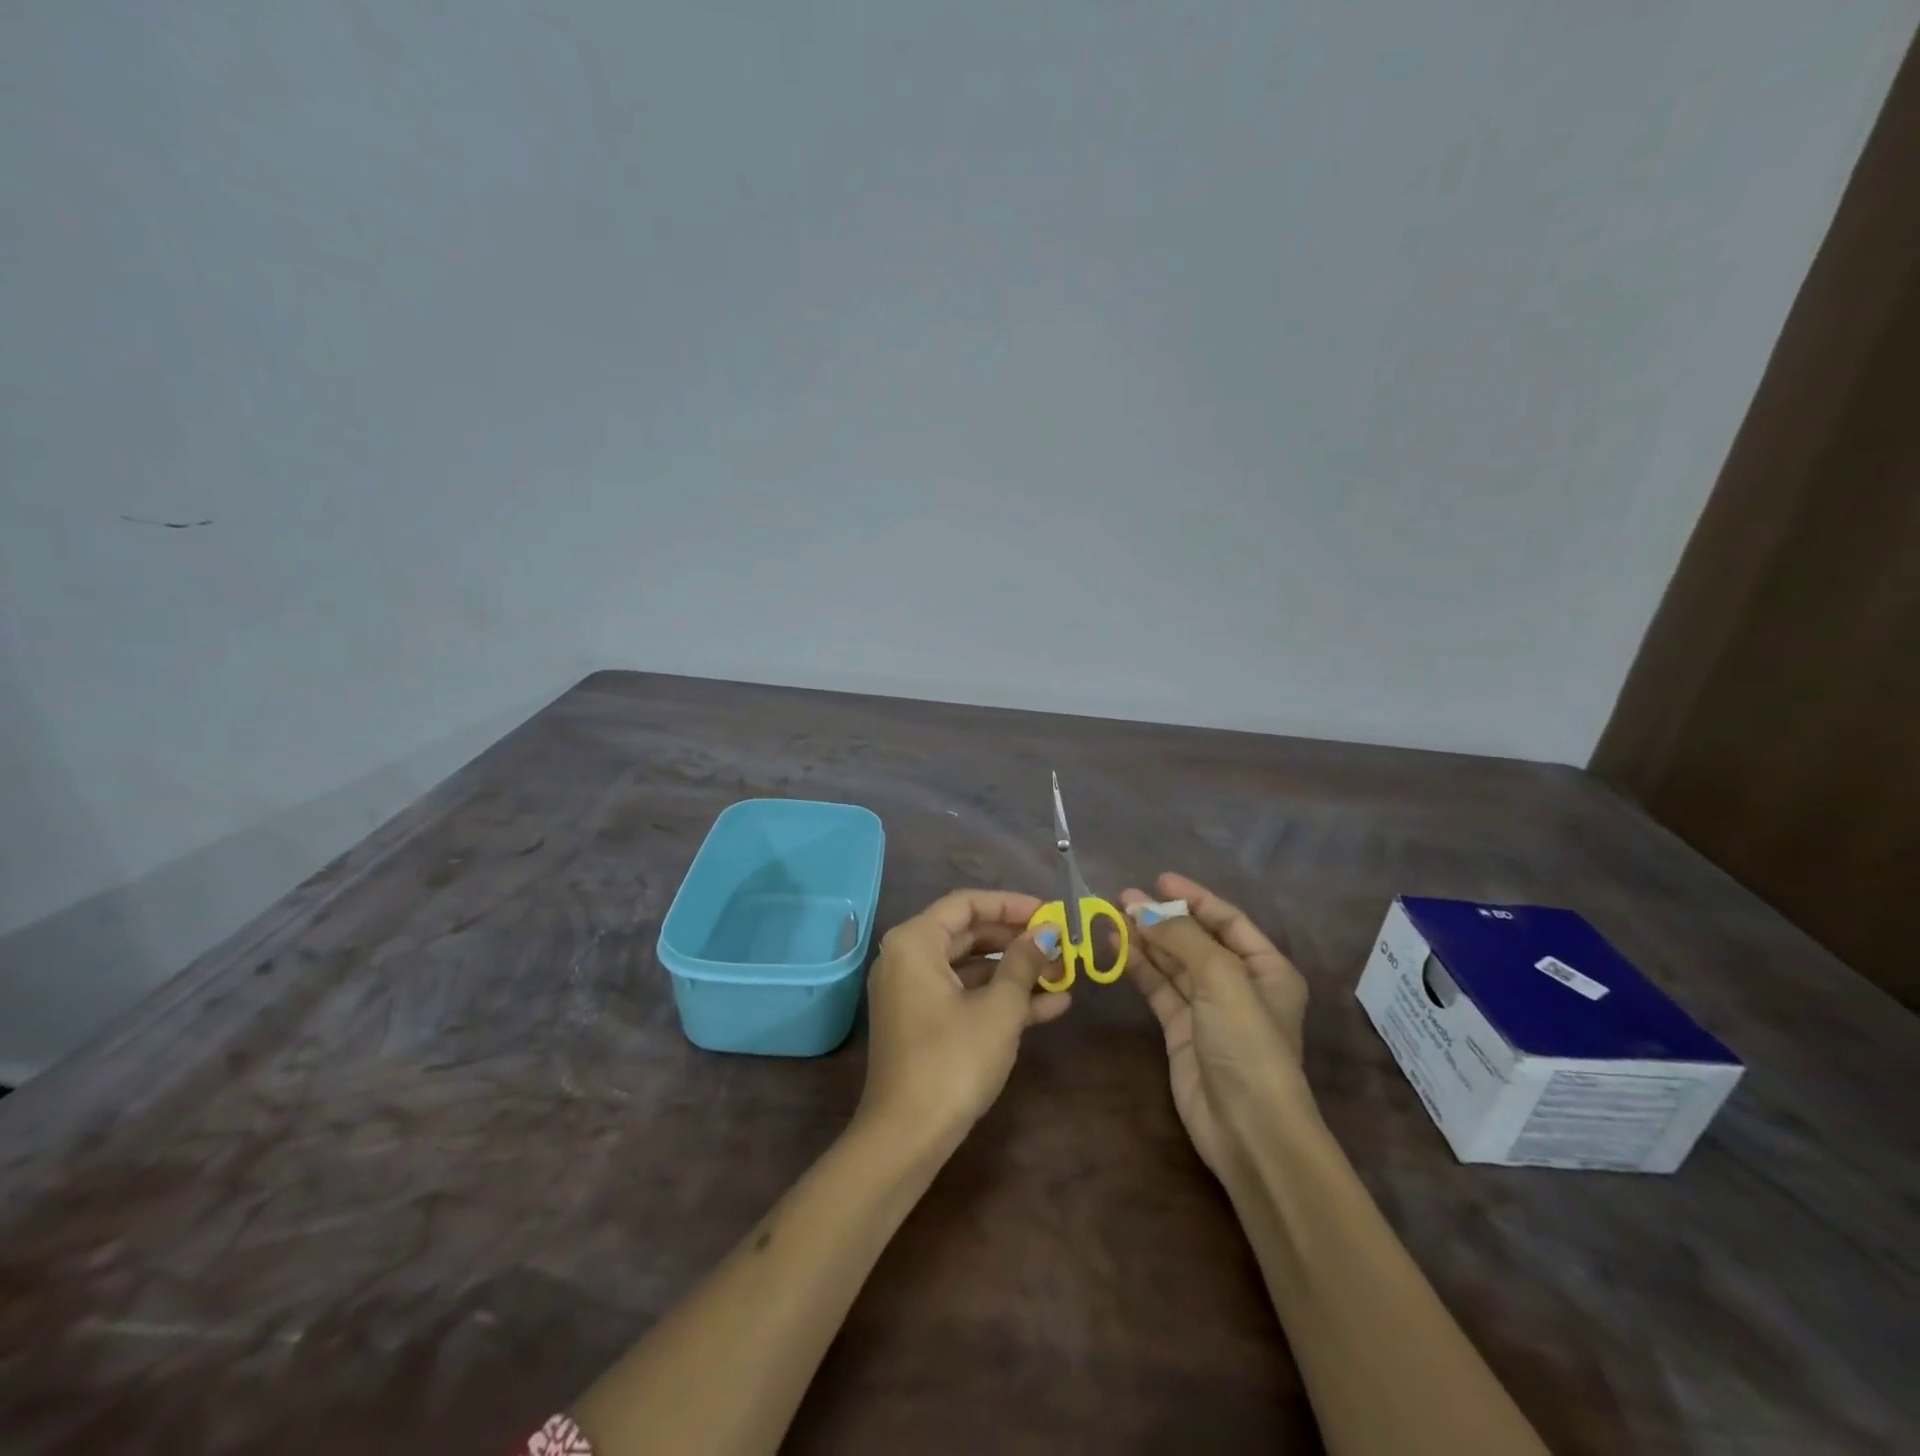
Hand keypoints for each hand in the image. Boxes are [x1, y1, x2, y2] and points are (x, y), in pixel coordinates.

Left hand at [859, 890, 1070, 1148]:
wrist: (907, 1138)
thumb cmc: (953, 1061)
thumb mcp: (999, 1008)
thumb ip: (1023, 963)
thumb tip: (1046, 933)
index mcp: (915, 942)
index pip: (966, 904)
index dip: (1011, 904)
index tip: (1050, 912)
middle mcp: (908, 959)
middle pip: (969, 934)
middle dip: (1018, 941)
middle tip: (1061, 944)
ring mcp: (914, 993)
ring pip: (971, 968)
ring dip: (1017, 972)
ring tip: (1065, 974)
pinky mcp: (924, 1023)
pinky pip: (965, 996)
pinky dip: (1001, 998)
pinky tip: (1051, 1005)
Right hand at [1122, 873, 1312, 1176]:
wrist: (1247, 1127)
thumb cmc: (1246, 1043)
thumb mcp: (1221, 978)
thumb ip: (1181, 937)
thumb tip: (1143, 906)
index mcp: (1266, 968)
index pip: (1228, 920)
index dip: (1194, 897)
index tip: (1159, 880)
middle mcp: (1239, 984)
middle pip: (1196, 940)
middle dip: (1162, 917)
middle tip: (1123, 897)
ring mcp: (1209, 1009)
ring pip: (1173, 964)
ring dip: (1146, 940)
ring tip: (1113, 916)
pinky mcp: (1181, 1032)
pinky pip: (1159, 989)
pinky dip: (1139, 968)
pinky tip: (1117, 949)